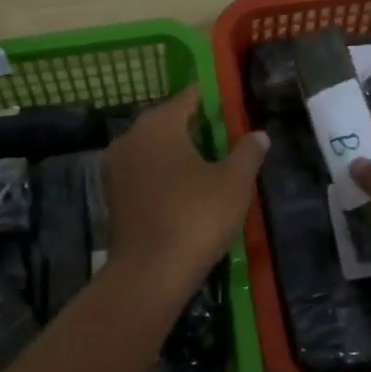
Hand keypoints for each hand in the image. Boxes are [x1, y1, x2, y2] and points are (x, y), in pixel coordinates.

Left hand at [104, 86, 268, 296]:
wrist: (149, 273)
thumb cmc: (196, 217)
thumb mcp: (234, 182)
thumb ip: (247, 152)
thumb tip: (258, 134)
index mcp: (158, 124)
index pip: (187, 98)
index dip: (209, 100)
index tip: (227, 105)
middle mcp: (131, 136)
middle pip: (166, 121)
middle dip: (192, 126)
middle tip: (222, 136)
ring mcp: (116, 166)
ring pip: (151, 148)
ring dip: (175, 152)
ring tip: (205, 164)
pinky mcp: (112, 194)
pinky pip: (142, 171)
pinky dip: (161, 173)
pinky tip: (182, 189)